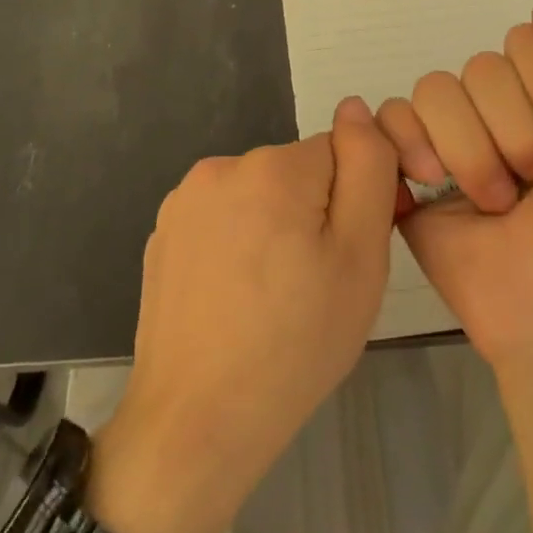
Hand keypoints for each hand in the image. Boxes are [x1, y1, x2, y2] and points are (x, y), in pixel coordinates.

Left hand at [85, 98, 398, 532]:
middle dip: (313, 213)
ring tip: (273, 296)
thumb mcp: (359, 258)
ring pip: (260, 195)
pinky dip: (238, 244)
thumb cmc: (295, 345)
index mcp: (273, 167)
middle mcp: (221, 166)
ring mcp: (185, 200)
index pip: (340, 152)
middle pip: (297, 173)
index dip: (356, 200)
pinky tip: (235, 297)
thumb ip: (368, 170)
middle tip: (314, 284)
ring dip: (275, 227)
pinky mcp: (164, 232)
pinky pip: (224, 218)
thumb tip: (357, 108)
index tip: (348, 254)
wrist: (196, 424)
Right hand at [377, 0, 532, 366]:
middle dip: (517, 130)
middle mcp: (503, 109)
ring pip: (437, 88)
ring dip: (473, 151)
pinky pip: (391, 116)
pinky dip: (411, 145)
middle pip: (482, 65)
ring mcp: (453, 137)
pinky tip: (432, 183)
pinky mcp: (408, 167)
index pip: (527, 40)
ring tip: (496, 203)